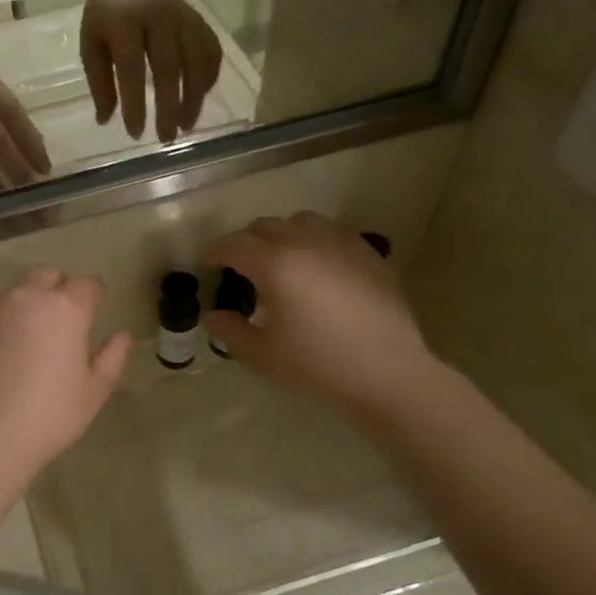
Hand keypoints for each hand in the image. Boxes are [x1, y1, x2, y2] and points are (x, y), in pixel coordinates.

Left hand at [0, 270, 132, 473]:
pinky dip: (0, 322)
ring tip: (29, 336)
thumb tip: (122, 335)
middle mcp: (28, 297)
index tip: (94, 312)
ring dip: (27, 303)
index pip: (88, 284)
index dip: (94, 295)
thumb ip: (113, 357)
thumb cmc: (51, 414)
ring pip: (15, 291)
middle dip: (58, 289)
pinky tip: (1, 351)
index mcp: (66, 307)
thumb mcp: (95, 391)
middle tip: (62, 321)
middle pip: (47, 276)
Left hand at [80, 0, 222, 142]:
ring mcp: (183, 15)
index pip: (132, 69)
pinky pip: (210, 49)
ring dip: (195, 96)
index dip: (135, 103)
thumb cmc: (104, 15)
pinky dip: (209, 75)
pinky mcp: (198, 18)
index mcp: (124, 22)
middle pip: (169, 67)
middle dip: (170, 106)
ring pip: (196, 59)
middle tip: (166, 138)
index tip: (135, 133)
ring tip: (187, 125)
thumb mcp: (91, 45)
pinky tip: (202, 96)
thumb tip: (105, 121)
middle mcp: (158, 16)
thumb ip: (99, 82)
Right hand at [204, 212, 430, 412]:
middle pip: (266, 226)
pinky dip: (316, 241)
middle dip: (247, 241)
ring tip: (282, 259)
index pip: (234, 245)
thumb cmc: (316, 365)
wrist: (387, 373)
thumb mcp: (261, 355)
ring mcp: (342, 244)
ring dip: (283, 234)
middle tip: (241, 266)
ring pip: (303, 221)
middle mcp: (306, 243)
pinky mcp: (369, 254)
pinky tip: (319, 267)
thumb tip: (213, 314)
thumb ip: (230, 330)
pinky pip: (334, 233)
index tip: (208, 264)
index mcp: (275, 265)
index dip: (216, 252)